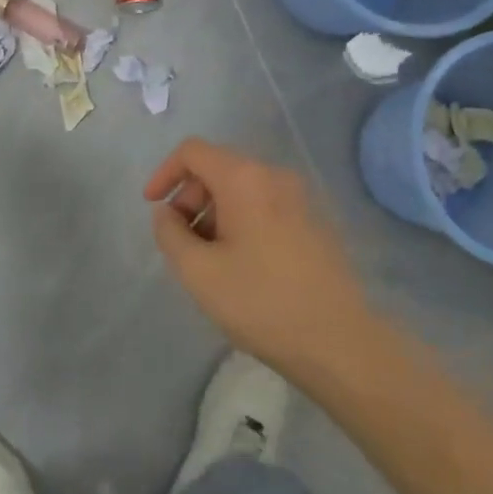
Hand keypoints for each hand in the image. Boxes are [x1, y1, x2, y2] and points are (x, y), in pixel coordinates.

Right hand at [144, 139, 372, 384]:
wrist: (339, 342)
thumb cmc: (260, 302)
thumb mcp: (197, 271)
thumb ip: (170, 233)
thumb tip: (167, 213)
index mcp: (245, 178)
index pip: (192, 151)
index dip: (164, 174)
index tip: (153, 209)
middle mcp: (275, 176)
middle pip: (218, 168)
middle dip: (190, 198)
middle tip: (181, 242)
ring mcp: (300, 198)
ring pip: (241, 189)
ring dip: (214, 214)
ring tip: (208, 260)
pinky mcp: (314, 222)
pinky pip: (264, 206)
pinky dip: (240, 222)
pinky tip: (239, 265)